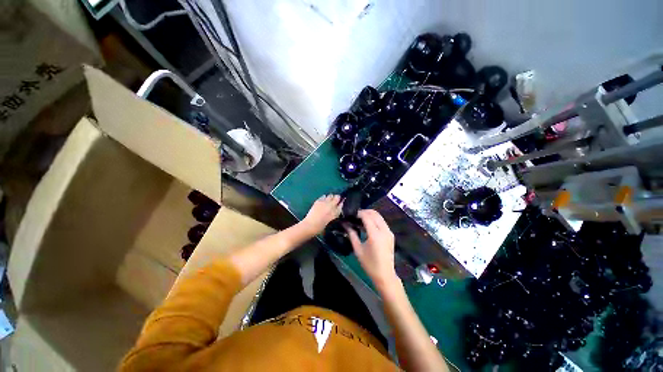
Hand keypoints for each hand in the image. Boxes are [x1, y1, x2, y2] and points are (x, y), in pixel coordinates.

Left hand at [301, 194, 342, 234]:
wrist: (310, 225)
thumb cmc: (320, 227)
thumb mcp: (330, 221)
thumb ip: (334, 214)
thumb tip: (335, 209)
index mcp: (335, 213)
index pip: (341, 205)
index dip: (341, 203)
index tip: (340, 203)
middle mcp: (331, 206)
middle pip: (337, 197)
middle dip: (337, 198)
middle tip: (335, 200)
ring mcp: (325, 203)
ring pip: (331, 195)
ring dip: (331, 197)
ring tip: (329, 200)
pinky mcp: (318, 201)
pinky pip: (324, 196)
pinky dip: (324, 197)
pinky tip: (323, 200)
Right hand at [346, 209, 397, 288]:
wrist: (385, 275)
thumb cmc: (369, 264)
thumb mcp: (358, 249)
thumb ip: (352, 234)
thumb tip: (345, 224)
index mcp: (375, 235)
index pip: (367, 217)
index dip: (358, 213)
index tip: (351, 214)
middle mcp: (384, 230)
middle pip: (375, 214)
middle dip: (364, 211)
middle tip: (355, 215)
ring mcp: (389, 232)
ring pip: (379, 216)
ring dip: (370, 215)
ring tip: (360, 219)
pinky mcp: (391, 234)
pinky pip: (382, 222)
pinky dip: (375, 219)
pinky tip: (368, 224)